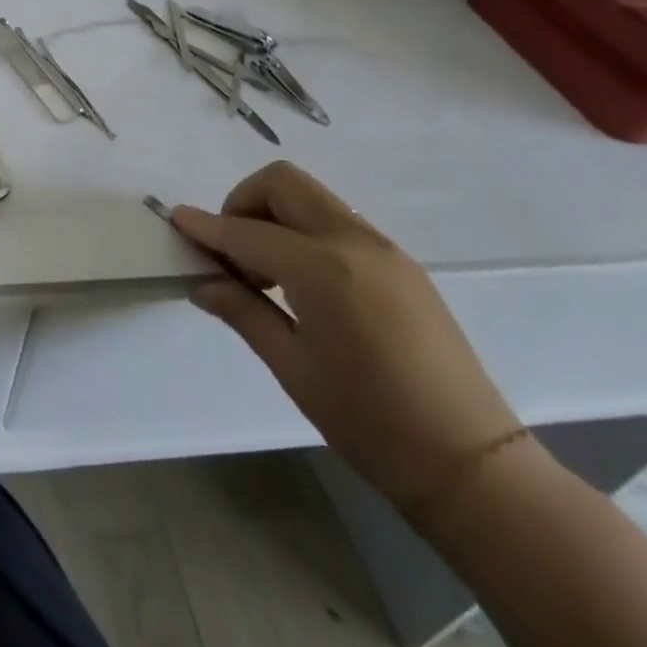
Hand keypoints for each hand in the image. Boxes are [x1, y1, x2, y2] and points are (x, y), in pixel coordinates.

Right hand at [173, 161, 520, 511]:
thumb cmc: (369, 422)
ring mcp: (385, 249)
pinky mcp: (402, 264)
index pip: (247, 231)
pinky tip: (301, 284)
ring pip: (312, 197)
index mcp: (322, 270)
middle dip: (243, 201)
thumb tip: (203, 283)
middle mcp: (354, 243)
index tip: (175, 220)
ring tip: (264, 274)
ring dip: (274, 215)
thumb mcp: (293, 368)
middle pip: (283, 183)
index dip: (206, 226)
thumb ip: (243, 312)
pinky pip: (338, 222)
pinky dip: (304, 231)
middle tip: (230, 251)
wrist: (471, 462)